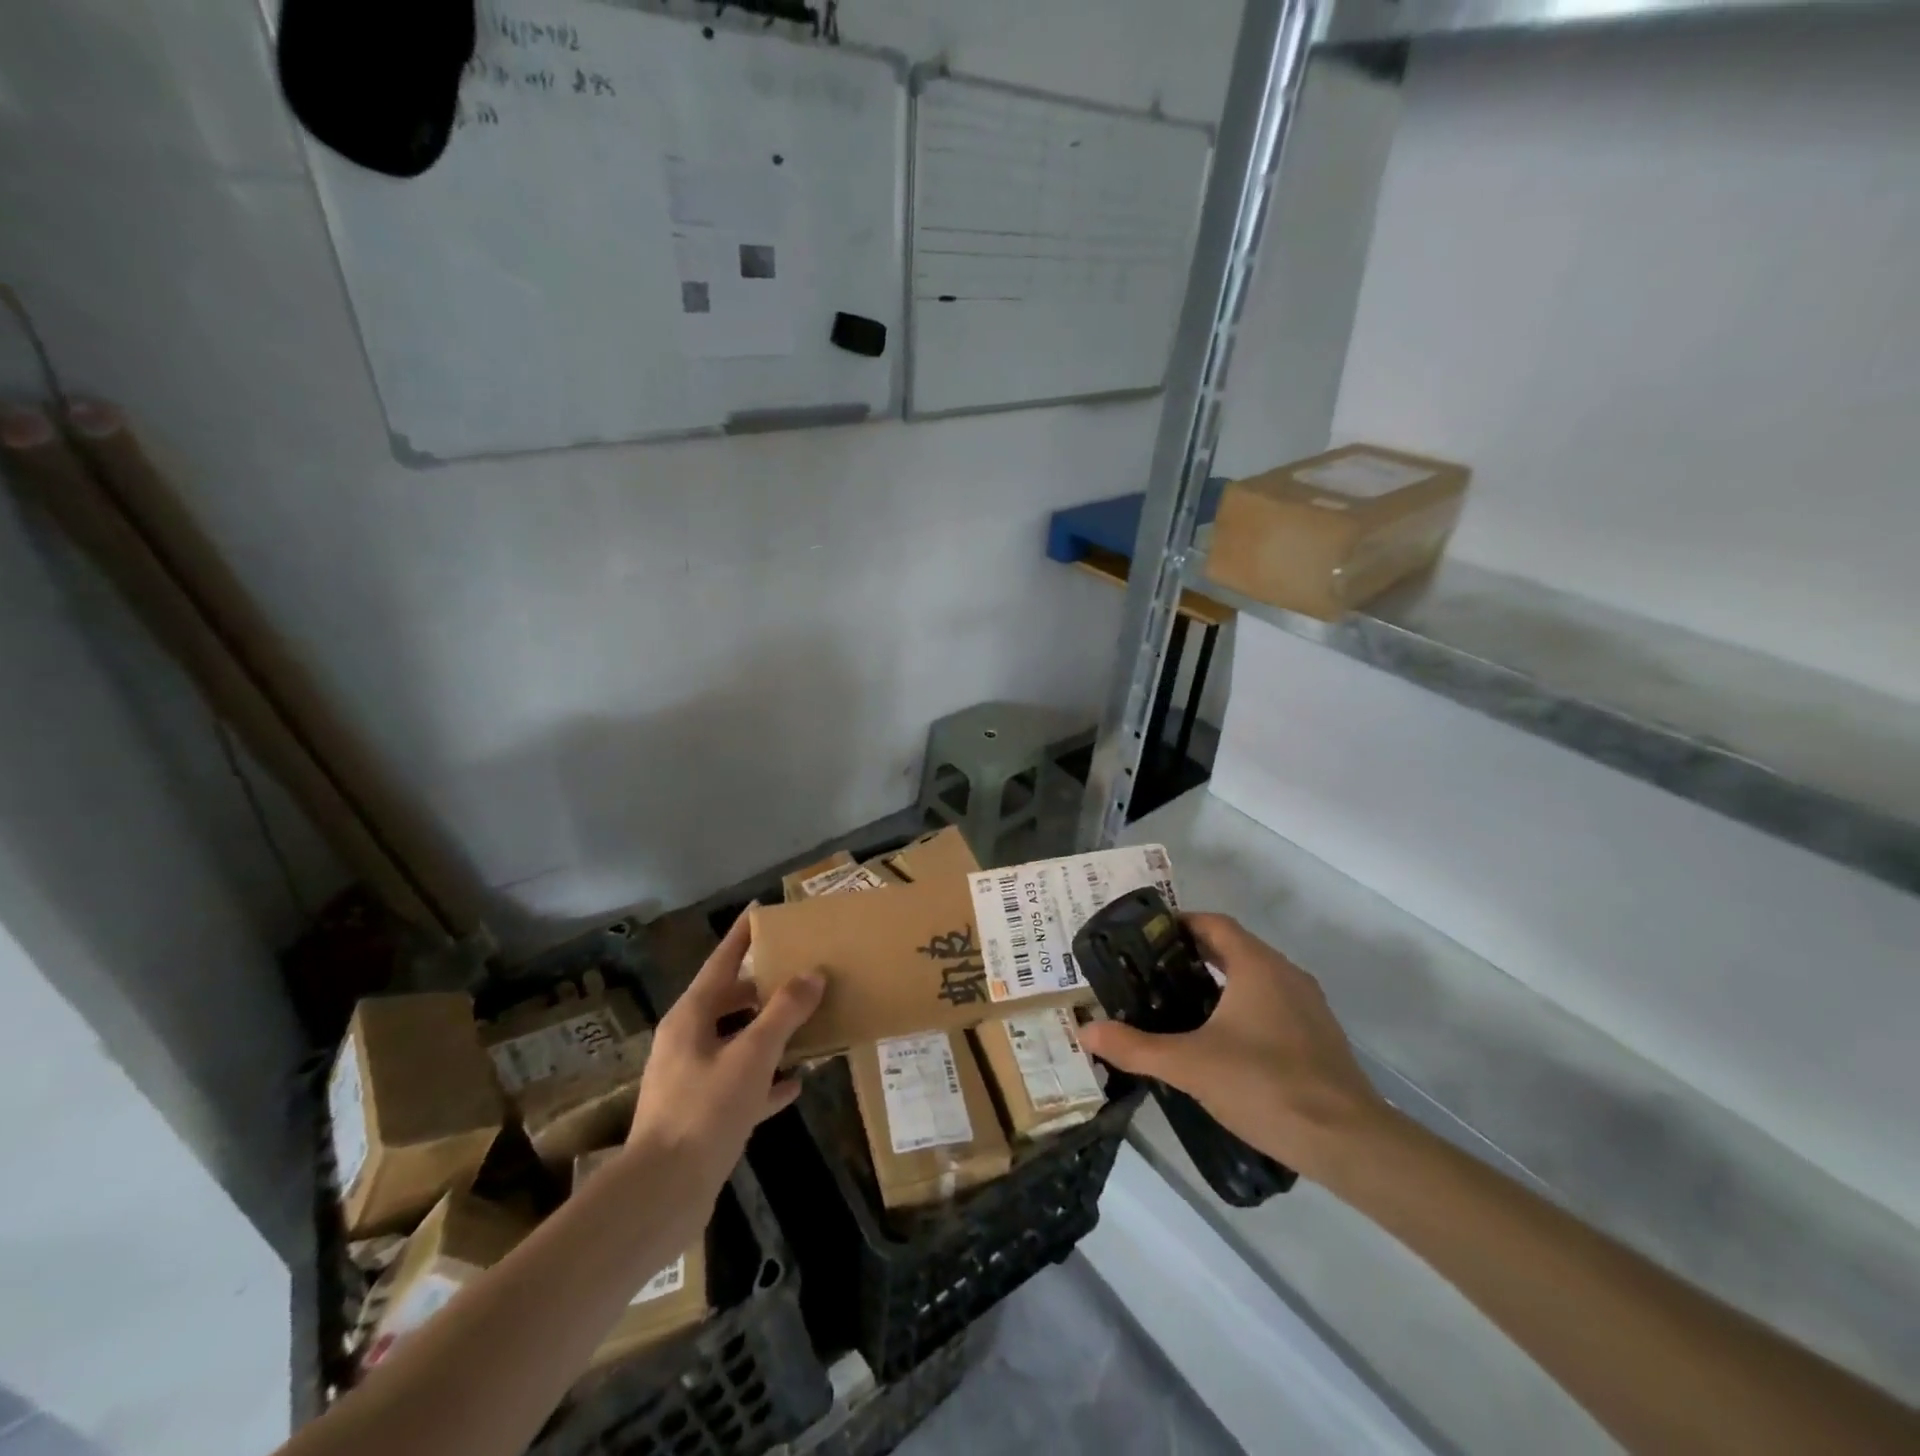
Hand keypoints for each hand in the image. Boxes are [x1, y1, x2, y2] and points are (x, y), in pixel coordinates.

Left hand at [627, 910, 823, 1198]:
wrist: (660, 1195)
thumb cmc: (704, 1111)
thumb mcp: (752, 1055)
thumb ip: (784, 1012)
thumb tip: (812, 974)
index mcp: (691, 1016)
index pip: (721, 961)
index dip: (742, 937)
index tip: (760, 913)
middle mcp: (687, 1041)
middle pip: (730, 1001)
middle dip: (764, 988)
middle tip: (801, 973)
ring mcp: (691, 1079)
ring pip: (737, 1042)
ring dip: (770, 1033)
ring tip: (808, 1022)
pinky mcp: (700, 1115)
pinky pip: (740, 1083)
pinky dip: (766, 1079)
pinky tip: (796, 1083)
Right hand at [1076, 912, 1386, 1182]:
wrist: (1349, 1142)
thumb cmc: (1265, 1085)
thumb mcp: (1190, 1065)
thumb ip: (1136, 1047)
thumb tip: (1085, 1031)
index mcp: (1256, 965)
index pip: (1213, 923)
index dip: (1179, 923)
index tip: (1146, 938)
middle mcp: (1285, 974)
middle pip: (1233, 948)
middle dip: (1192, 955)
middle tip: (1152, 974)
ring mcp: (1308, 1006)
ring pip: (1255, 978)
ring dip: (1219, 983)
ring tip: (1178, 1006)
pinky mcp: (1319, 1037)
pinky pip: (1272, 1005)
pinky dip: (1242, 1008)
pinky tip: (1221, 1043)